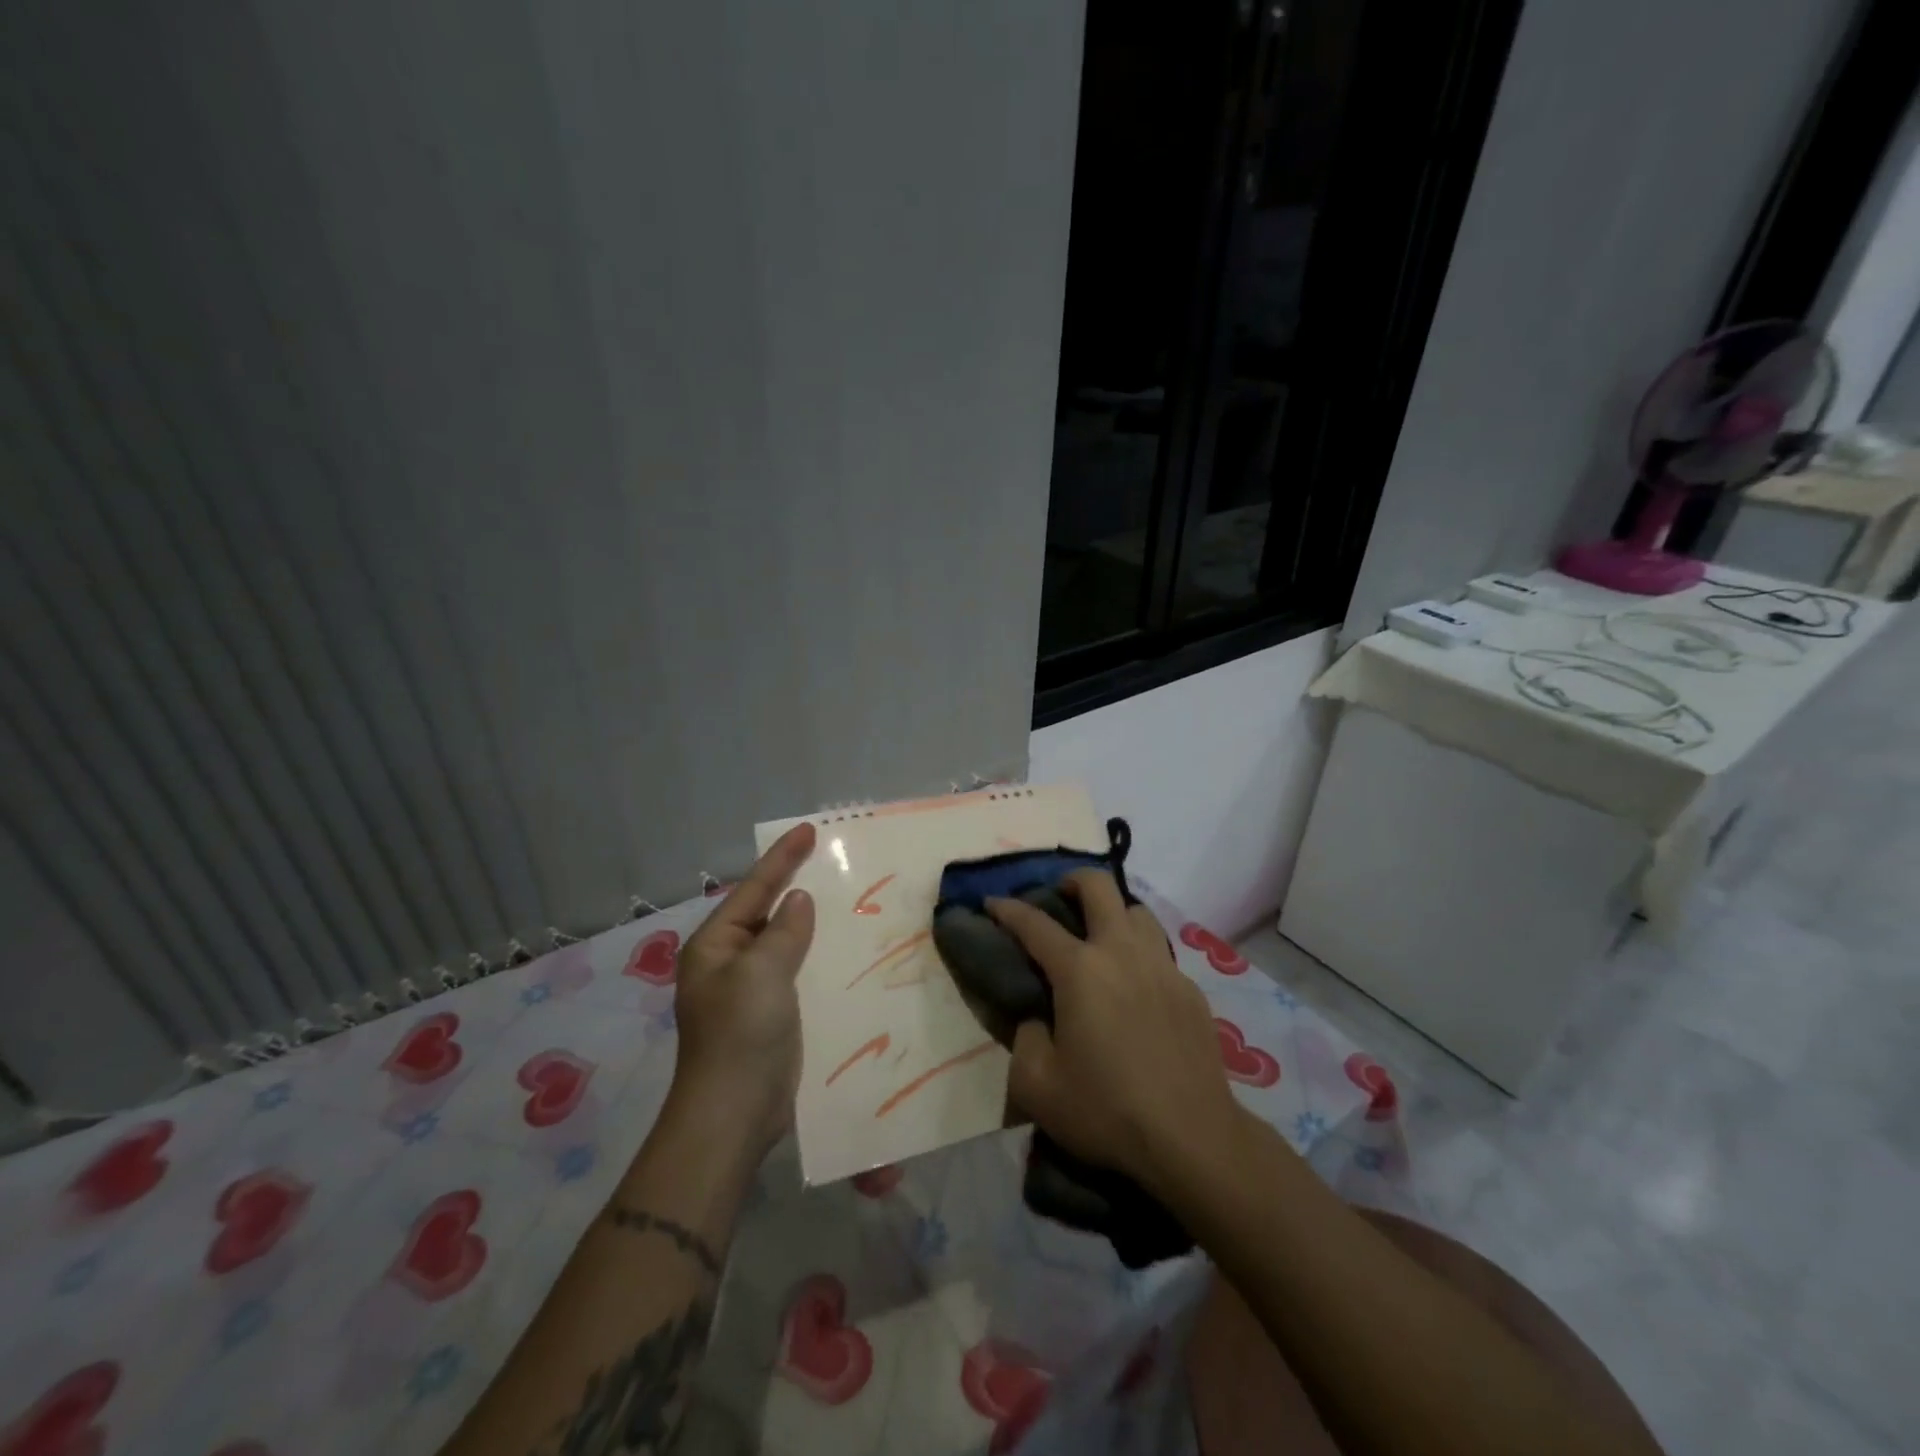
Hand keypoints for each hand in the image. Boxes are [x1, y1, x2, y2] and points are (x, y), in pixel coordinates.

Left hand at [668, 823, 816, 1156]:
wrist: (732, 1115)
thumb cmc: (741, 1034)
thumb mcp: (762, 973)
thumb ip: (784, 932)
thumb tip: (798, 899)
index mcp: (715, 945)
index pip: (754, 889)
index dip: (782, 858)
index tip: (810, 829)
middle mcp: (728, 962)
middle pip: (766, 911)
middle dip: (794, 884)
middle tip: (829, 858)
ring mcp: (748, 990)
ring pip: (783, 941)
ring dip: (809, 921)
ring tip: (842, 896)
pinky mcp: (769, 1014)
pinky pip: (795, 970)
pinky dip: (815, 954)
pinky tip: (841, 948)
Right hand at [987, 872, 1241, 1195]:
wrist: (1192, 1137)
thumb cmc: (1107, 1111)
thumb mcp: (1037, 1086)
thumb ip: (1025, 1039)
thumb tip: (1038, 1019)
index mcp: (1080, 970)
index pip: (1034, 923)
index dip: (1008, 909)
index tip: (992, 902)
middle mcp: (1122, 952)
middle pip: (1099, 886)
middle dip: (1071, 881)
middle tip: (1058, 900)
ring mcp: (1162, 967)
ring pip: (1137, 911)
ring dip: (1112, 912)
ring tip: (1099, 939)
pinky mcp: (1190, 989)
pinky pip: (1158, 951)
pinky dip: (1138, 952)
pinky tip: (1134, 987)